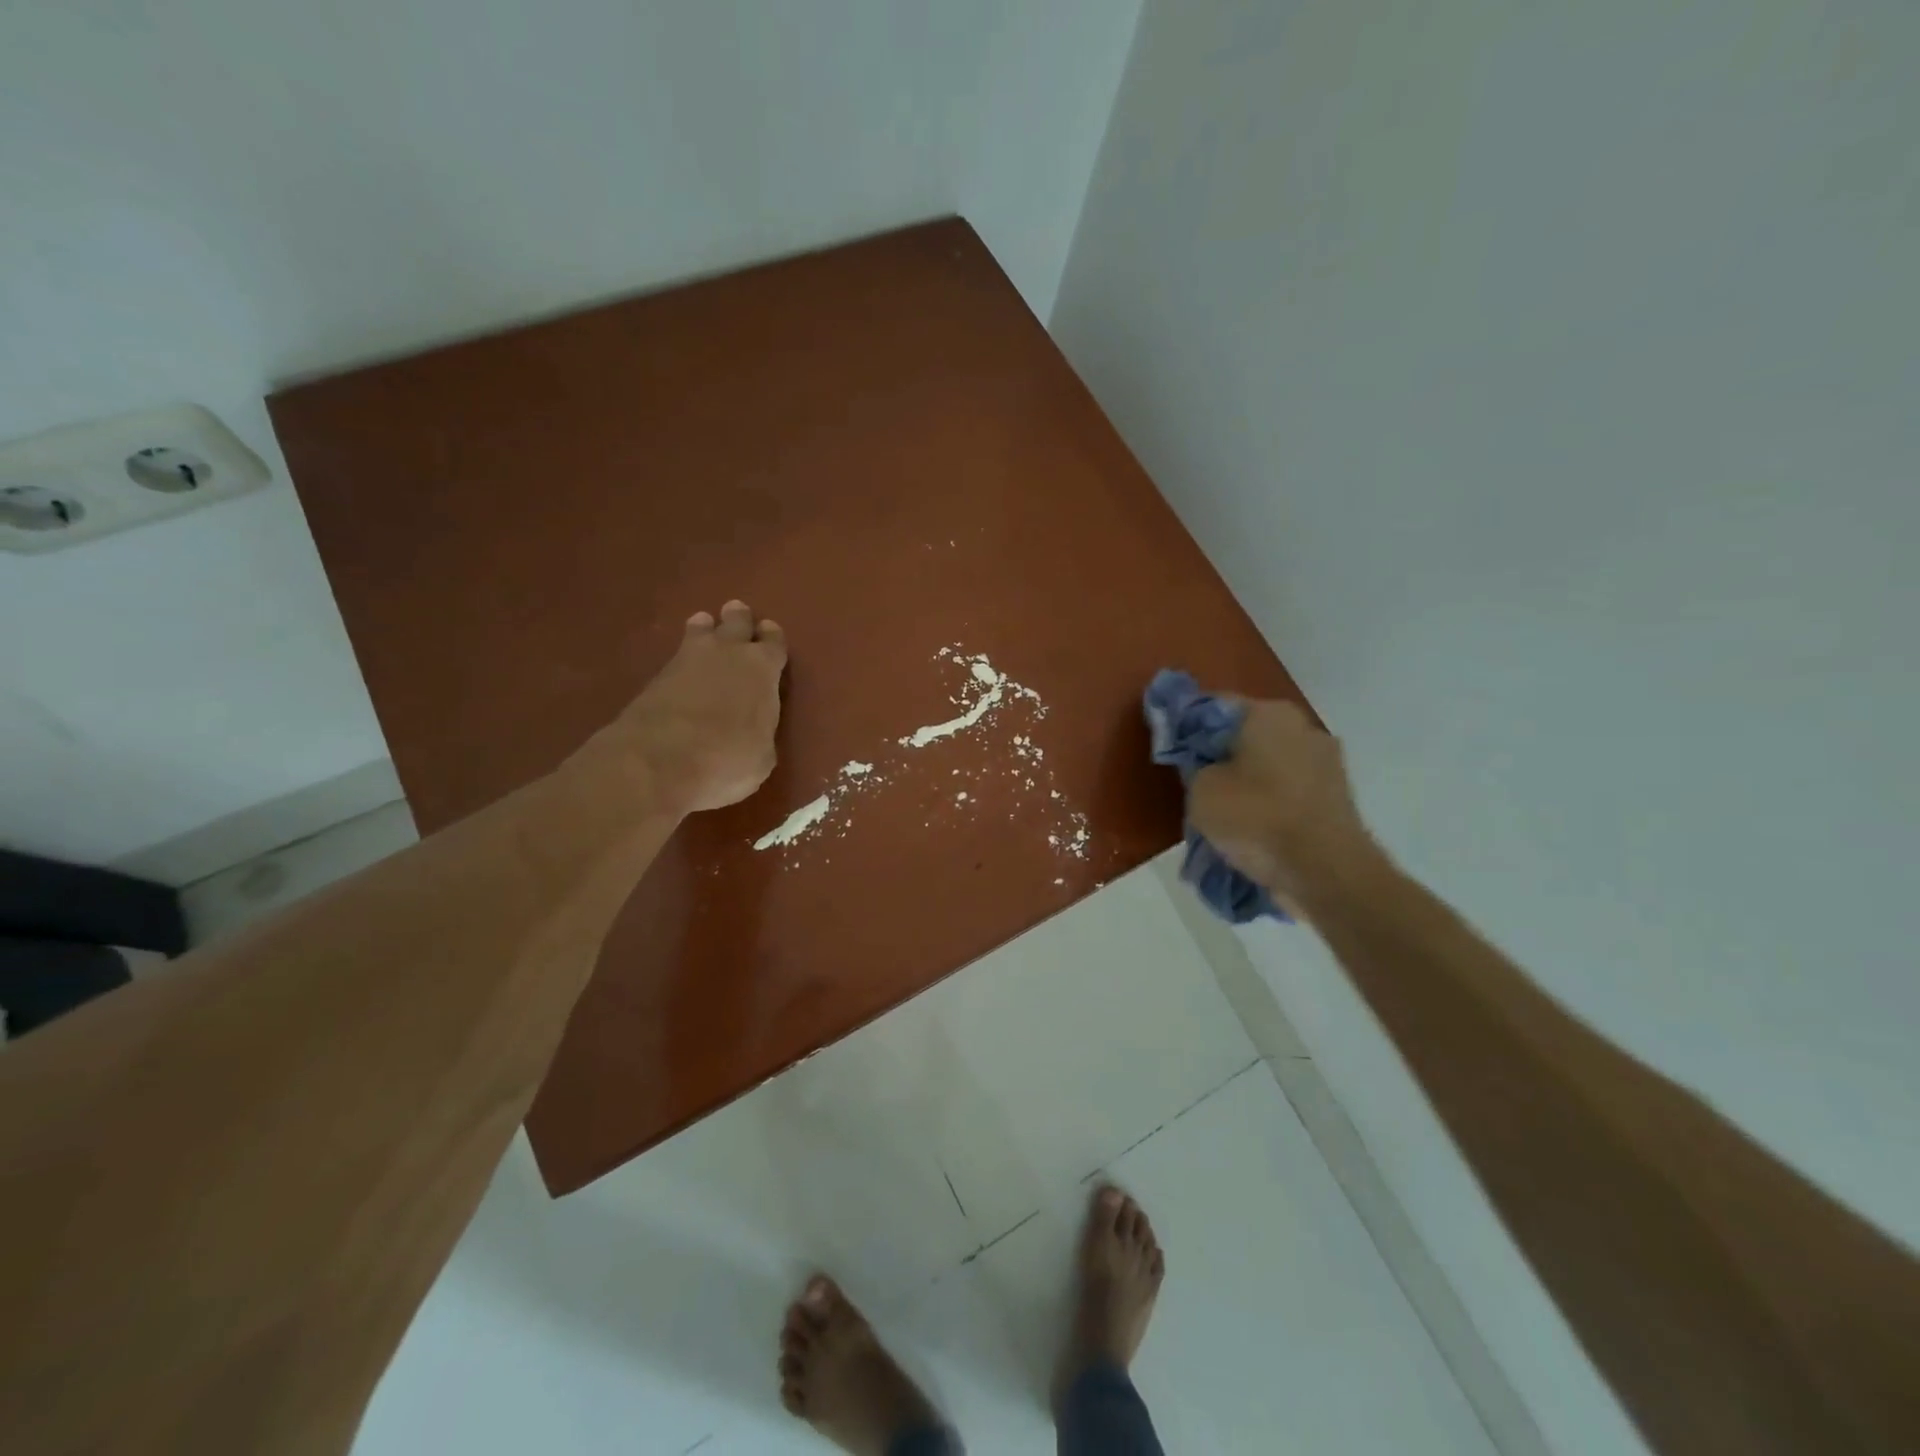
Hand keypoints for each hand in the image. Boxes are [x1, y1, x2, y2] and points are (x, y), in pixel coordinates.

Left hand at [604, 600, 786, 815]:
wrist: (658, 762)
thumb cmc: (727, 760)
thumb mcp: (762, 757)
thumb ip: (761, 733)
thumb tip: (753, 732)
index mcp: (763, 669)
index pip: (774, 642)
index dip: (772, 639)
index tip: (770, 635)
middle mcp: (728, 653)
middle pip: (737, 621)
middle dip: (739, 619)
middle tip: (738, 615)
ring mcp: (688, 659)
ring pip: (701, 629)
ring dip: (706, 629)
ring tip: (705, 628)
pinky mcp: (656, 675)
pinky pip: (677, 655)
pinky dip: (683, 657)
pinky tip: (683, 665)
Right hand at [1187, 700, 1382, 914]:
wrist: (1325, 871)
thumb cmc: (1255, 817)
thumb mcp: (1200, 790)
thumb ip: (1196, 767)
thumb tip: (1206, 767)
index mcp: (1268, 712)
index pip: (1214, 707)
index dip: (1187, 726)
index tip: (1171, 749)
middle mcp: (1303, 727)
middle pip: (1246, 735)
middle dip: (1222, 756)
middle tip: (1196, 783)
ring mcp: (1327, 762)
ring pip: (1271, 765)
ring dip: (1249, 782)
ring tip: (1225, 815)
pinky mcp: (1338, 798)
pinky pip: (1290, 793)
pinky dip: (1272, 805)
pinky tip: (1254, 830)